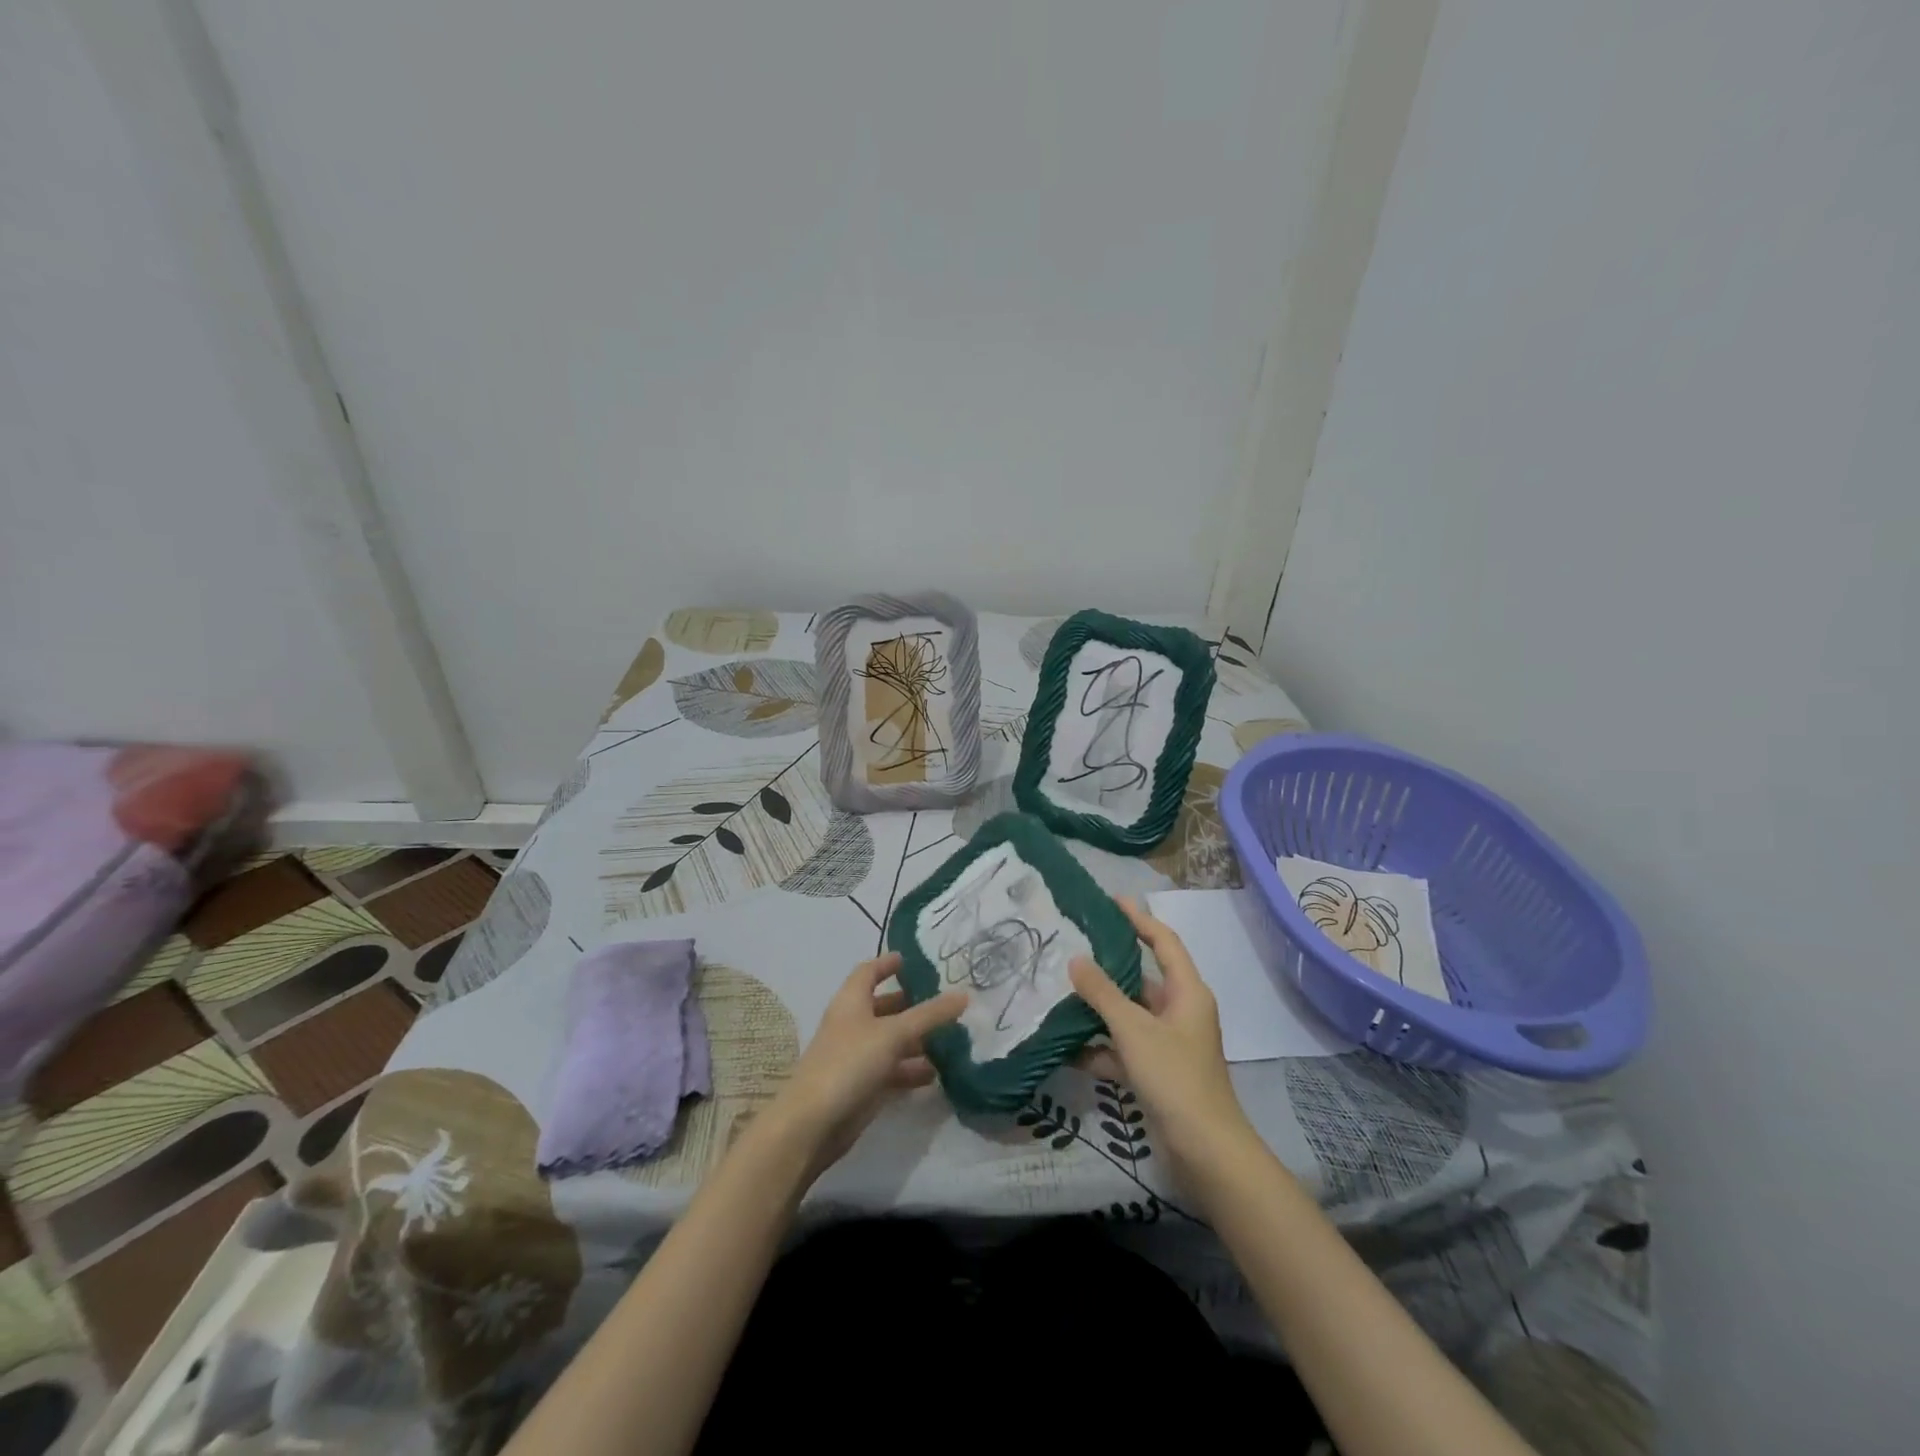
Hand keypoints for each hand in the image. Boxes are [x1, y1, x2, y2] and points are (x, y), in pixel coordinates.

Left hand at [764, 952, 965, 1177]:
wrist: (813, 1123)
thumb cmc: (849, 1063)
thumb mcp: (894, 1033)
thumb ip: (930, 1015)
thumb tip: (964, 994)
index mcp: (852, 1001)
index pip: (869, 972)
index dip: (888, 964)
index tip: (914, 960)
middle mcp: (853, 1024)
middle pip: (885, 1007)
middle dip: (913, 1004)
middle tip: (946, 1001)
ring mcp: (858, 1057)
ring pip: (892, 1040)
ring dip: (918, 1039)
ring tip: (953, 1037)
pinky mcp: (864, 1086)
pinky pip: (893, 1070)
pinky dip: (913, 1069)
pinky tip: (938, 1074)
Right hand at [1069, 898, 1254, 1180]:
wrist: (1205, 1152)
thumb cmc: (1175, 1078)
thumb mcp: (1134, 1030)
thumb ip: (1103, 993)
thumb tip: (1075, 959)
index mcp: (1187, 992)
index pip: (1164, 942)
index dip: (1139, 919)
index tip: (1112, 900)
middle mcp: (1181, 1012)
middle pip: (1143, 979)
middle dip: (1109, 967)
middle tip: (1073, 948)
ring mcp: (1169, 1044)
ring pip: (1129, 1015)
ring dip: (1099, 1010)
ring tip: (1061, 994)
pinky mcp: (1158, 1072)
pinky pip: (1124, 1049)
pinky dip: (1101, 1048)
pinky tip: (1069, 1049)